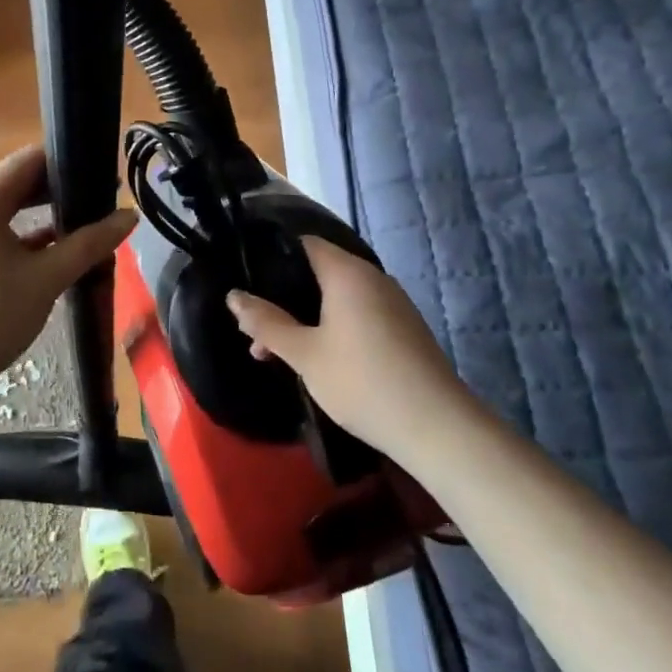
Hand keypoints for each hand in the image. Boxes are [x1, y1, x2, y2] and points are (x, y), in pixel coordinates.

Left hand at [0, 146, 136, 397]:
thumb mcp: (47, 278)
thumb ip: (90, 243)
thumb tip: (130, 217)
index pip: (30, 159)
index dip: (69, 162)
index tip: (103, 177)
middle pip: (14, 182)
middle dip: (57, 190)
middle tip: (98, 202)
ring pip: (1, 209)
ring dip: (38, 214)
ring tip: (79, 226)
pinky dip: (16, 236)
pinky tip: (46, 254)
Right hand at [225, 237, 465, 445]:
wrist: (438, 428)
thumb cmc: (362, 381)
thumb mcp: (304, 354)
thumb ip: (266, 323)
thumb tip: (234, 296)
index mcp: (347, 272)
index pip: (303, 243)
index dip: (271, 255)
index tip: (244, 278)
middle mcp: (372, 278)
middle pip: (317, 272)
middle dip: (282, 297)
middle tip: (253, 328)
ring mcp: (392, 303)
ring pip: (336, 297)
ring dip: (304, 317)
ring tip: (276, 351)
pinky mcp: (403, 329)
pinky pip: (357, 314)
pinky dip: (331, 327)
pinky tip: (315, 359)